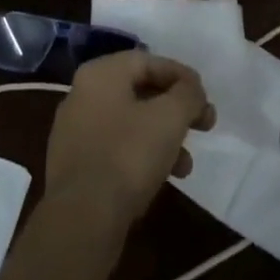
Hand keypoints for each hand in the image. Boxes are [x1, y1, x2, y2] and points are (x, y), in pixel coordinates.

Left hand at [44, 51, 214, 233]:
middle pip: (139, 91)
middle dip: (175, 109)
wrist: (81, 218)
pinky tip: (161, 179)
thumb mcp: (169, 118)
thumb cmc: (128, 156)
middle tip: (204, 127)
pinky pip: (115, 148)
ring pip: (129, 122)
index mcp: (100, 73)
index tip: (205, 97)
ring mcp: (75, 130)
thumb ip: (187, 94)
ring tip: (186, 165)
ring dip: (163, 137)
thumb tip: (191, 88)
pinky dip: (141, 155)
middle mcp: (82, 94)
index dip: (181, 76)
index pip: (147, 61)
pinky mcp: (74, 164)